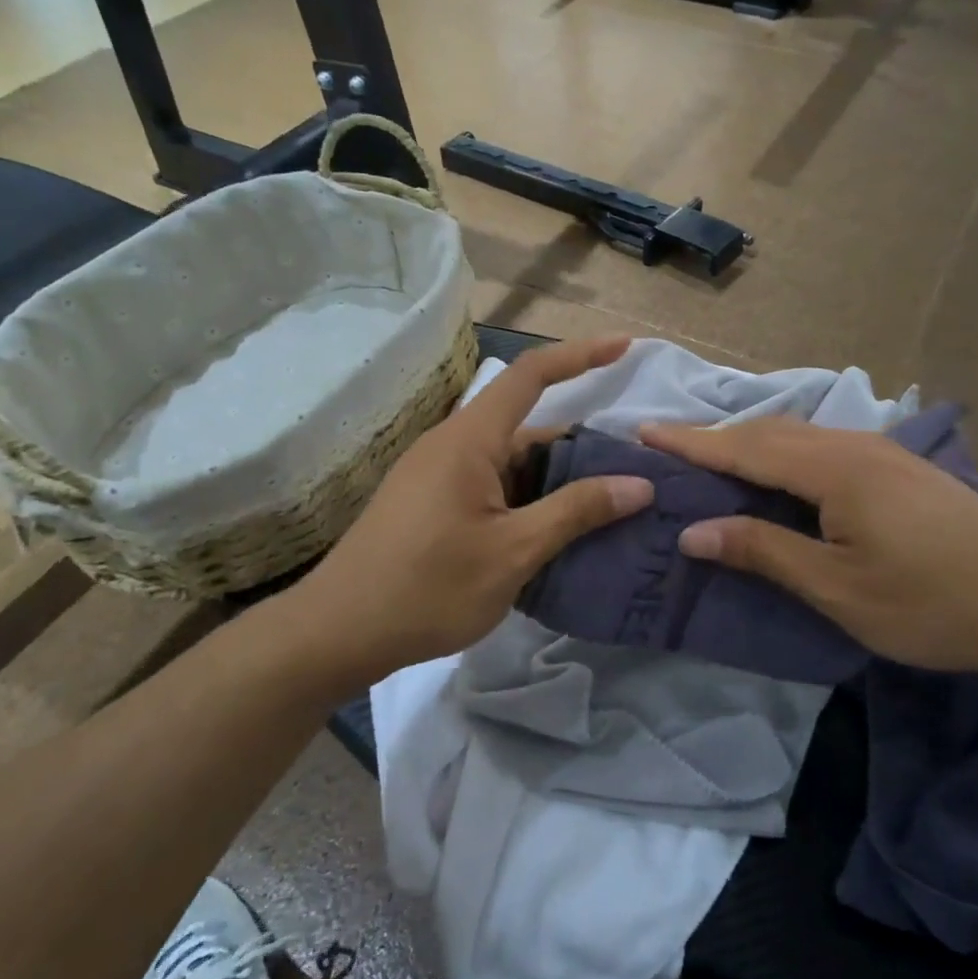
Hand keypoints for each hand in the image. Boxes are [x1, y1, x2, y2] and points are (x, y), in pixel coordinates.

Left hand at [288, 337, 654, 678]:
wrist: (338, 632)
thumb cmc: (427, 588)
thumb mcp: (513, 552)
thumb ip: (575, 512)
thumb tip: (639, 484)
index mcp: (470, 441)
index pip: (531, 376)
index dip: (580, 355)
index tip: (624, 346)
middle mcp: (453, 447)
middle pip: (529, 430)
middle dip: (582, 449)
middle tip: (635, 477)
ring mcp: (438, 477)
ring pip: (512, 465)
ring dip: (557, 483)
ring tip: (609, 513)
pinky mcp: (431, 506)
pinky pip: (493, 489)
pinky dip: (529, 503)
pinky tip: (556, 537)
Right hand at [639, 419, 977, 688]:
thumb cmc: (931, 604)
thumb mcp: (837, 588)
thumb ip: (763, 551)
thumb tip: (693, 532)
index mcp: (834, 469)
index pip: (744, 447)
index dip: (690, 442)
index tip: (642, 432)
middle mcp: (855, 446)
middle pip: (769, 432)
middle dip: (715, 438)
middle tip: (667, 449)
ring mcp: (883, 453)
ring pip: (798, 437)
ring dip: (750, 446)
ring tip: (711, 462)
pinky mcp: (900, 470)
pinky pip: (823, 449)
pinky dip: (783, 457)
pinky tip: (778, 477)